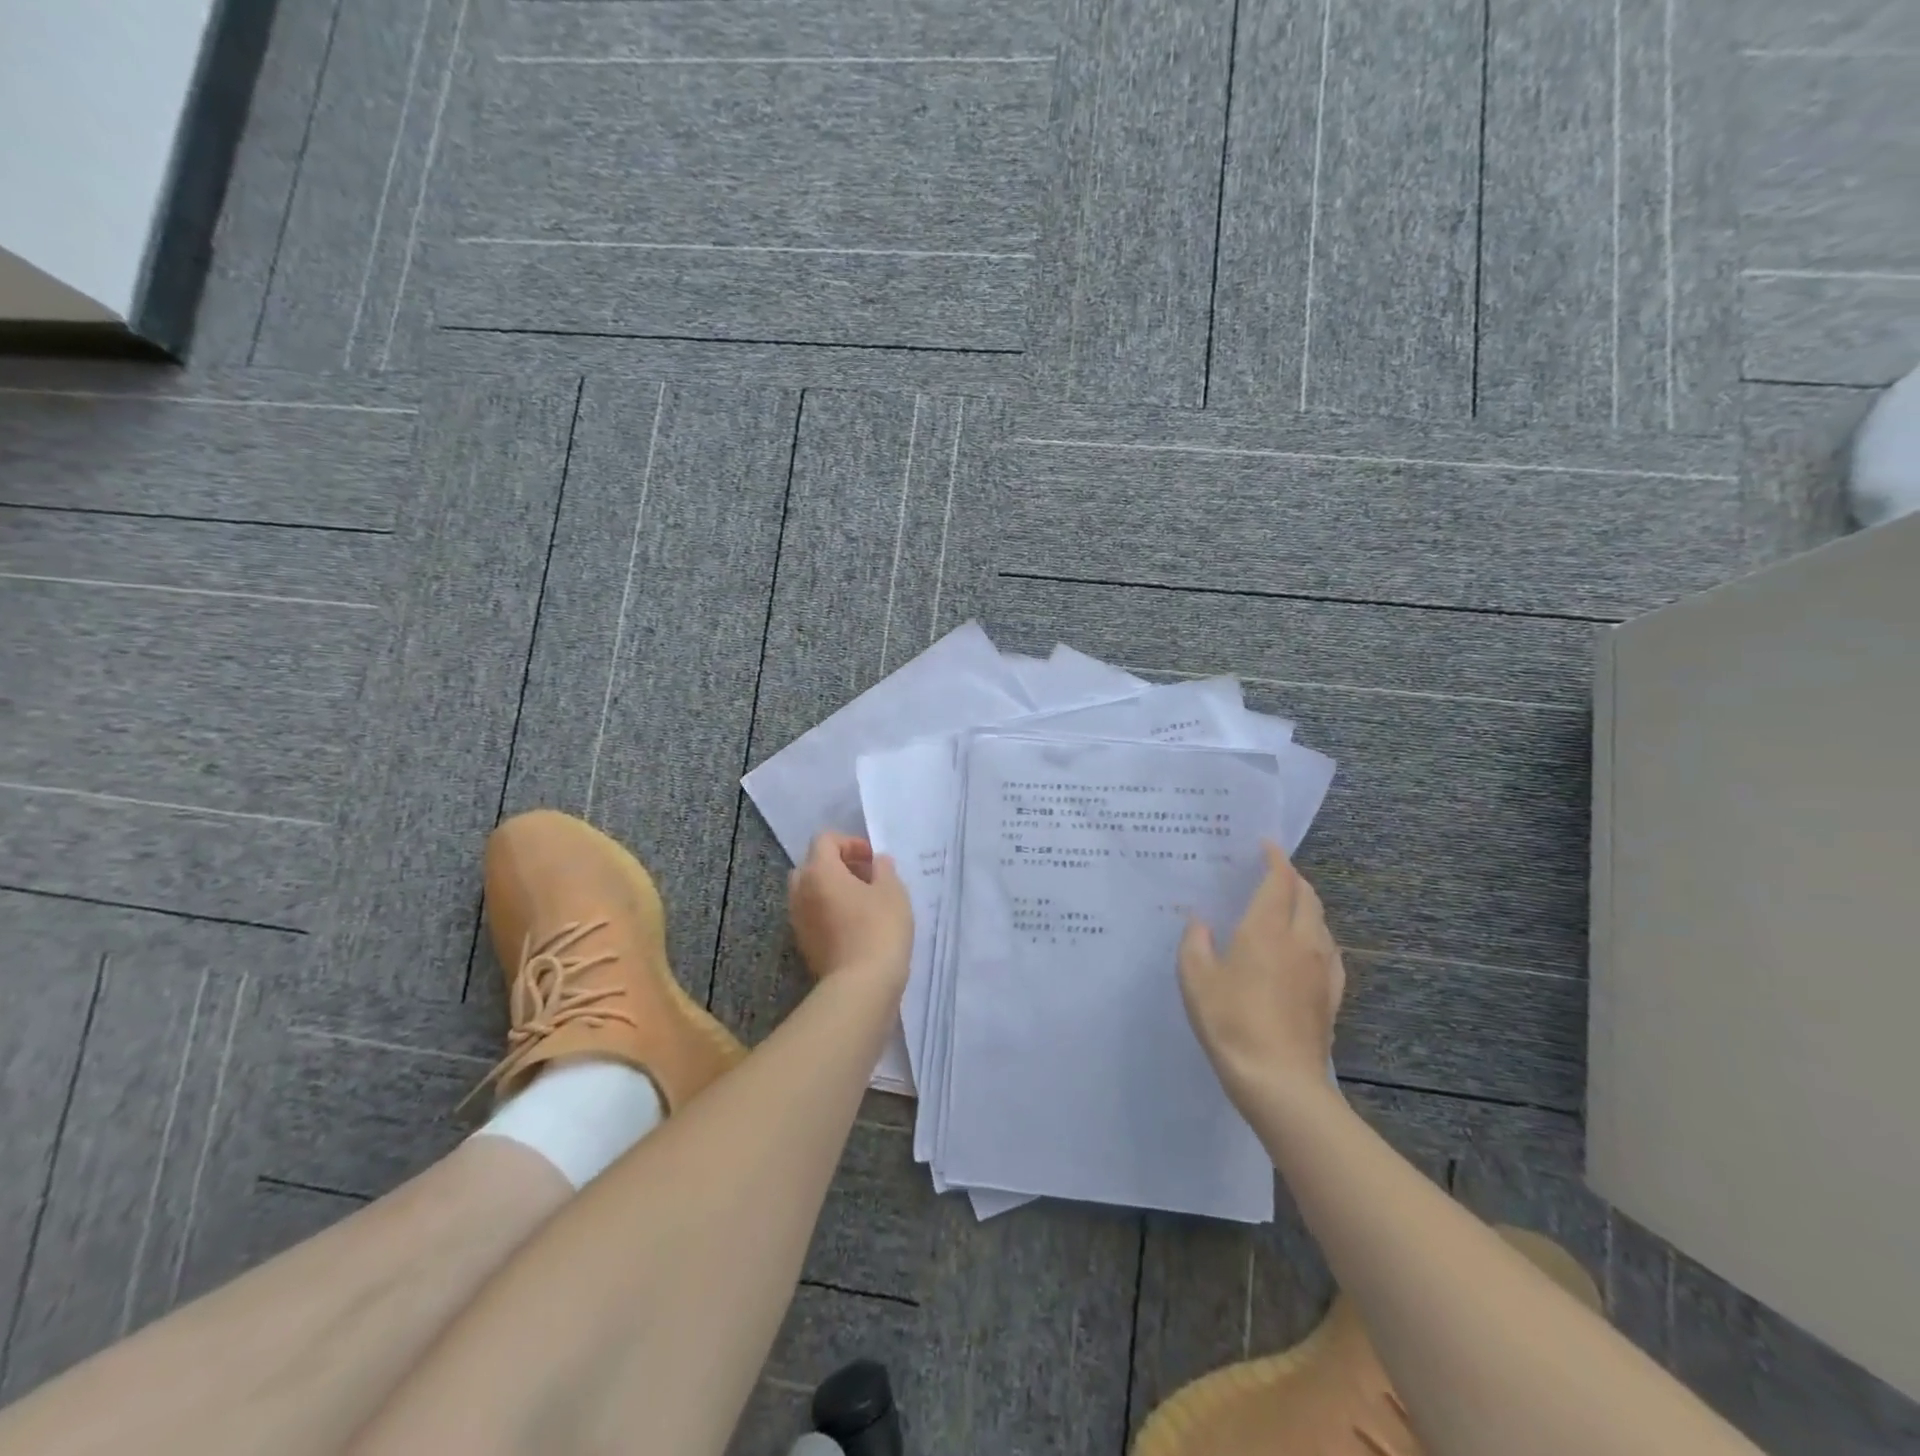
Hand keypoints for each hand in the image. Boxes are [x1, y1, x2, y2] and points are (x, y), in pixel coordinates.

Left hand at [788, 832, 912, 987]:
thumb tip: (877, 862)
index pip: (825, 840)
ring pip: (810, 892)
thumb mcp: (893, 891)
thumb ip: (884, 869)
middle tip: (866, 877)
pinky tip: (856, 925)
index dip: (850, 843)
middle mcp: (800, 891)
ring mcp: (798, 920)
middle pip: (813, 864)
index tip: (873, 860)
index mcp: (819, 871)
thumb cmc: (879, 929)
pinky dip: (829, 912)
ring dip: (833, 889)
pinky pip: (813, 915)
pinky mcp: (804, 944)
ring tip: (863, 902)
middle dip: (838, 865)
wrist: (861, 986)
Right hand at [1179, 843, 1344, 1114]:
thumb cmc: (1231, 1022)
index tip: (1266, 845)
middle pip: (1307, 897)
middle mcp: (1301, 941)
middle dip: (1293, 879)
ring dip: (1306, 906)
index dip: (1275, 859)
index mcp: (1267, 930)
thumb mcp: (1196, 980)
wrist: (1280, 1081)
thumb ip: (1195, 943)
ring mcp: (1322, 970)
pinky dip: (1317, 937)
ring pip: (1321, 923)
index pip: (1280, 881)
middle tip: (1273, 874)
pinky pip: (1330, 952)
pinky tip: (1307, 949)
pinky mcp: (1332, 996)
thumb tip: (1199, 921)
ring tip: (1286, 907)